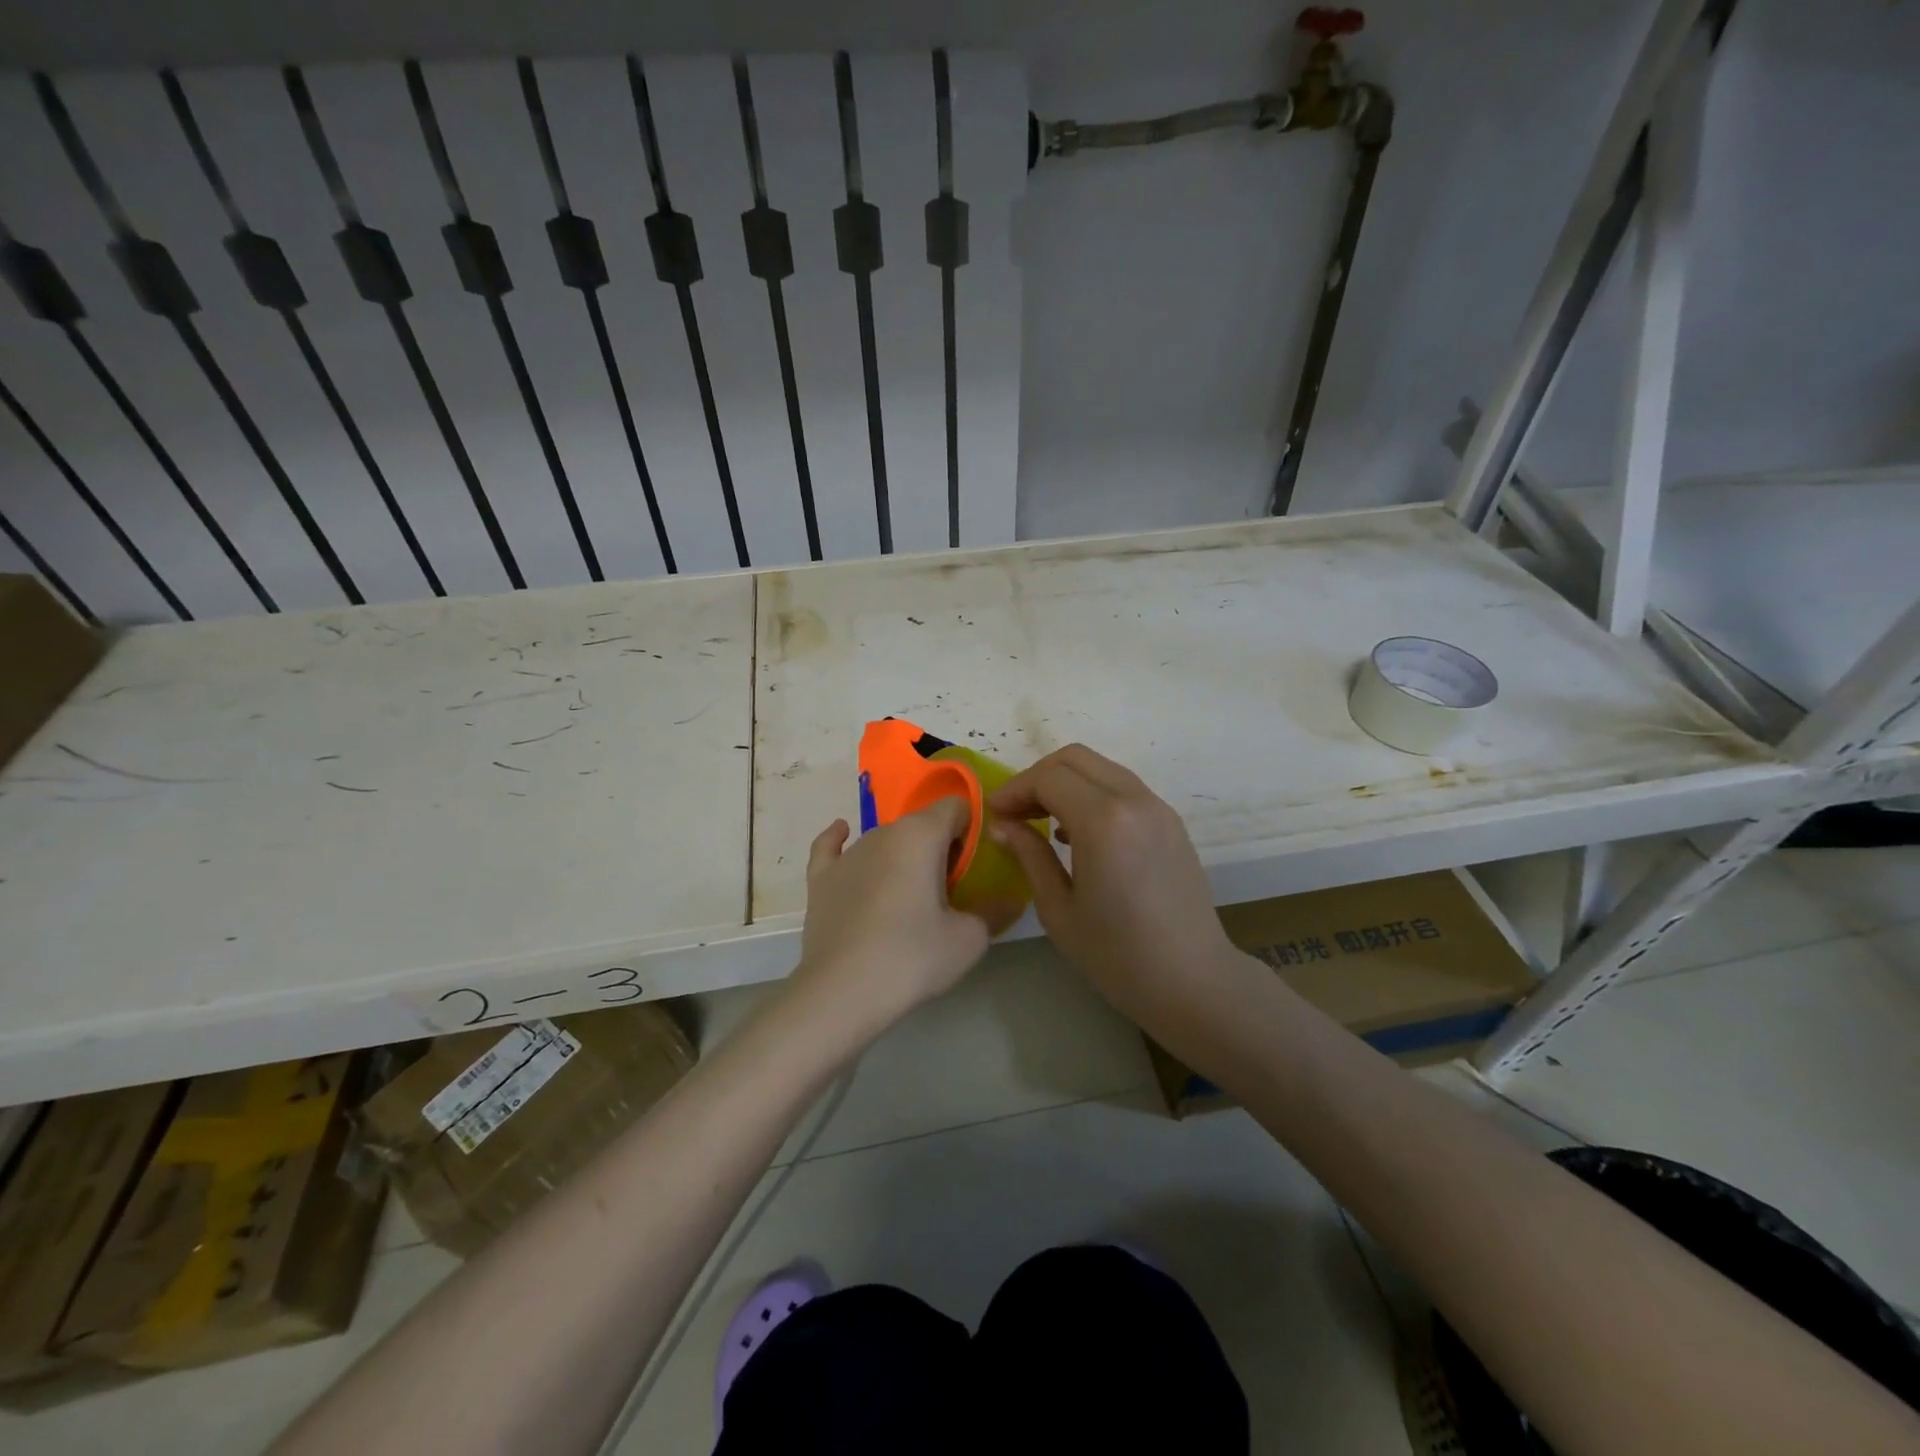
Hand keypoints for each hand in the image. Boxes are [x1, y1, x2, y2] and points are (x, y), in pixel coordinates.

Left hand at [786, 798, 1010, 1045]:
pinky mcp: (820, 879)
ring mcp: (848, 855)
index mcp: (920, 835)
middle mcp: (882, 833)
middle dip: (939, 847)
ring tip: (910, 895)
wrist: (840, 994)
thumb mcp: (969, 939)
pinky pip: (831, 846)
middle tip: (951, 890)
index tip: (978, 861)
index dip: (971, 828)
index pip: (955, 807)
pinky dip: (841, 839)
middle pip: (921, 825)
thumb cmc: (911, 958)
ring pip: (885, 840)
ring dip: (902, 855)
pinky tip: (843, 833)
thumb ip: (994, 911)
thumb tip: (1010, 899)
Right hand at [987, 744, 1239, 1018]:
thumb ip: (1029, 856)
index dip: (1014, 789)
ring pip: (1101, 768)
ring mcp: (1158, 808)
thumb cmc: (1117, 955)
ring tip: (1041, 821)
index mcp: (1103, 821)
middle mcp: (1134, 800)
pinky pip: (1123, 788)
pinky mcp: (1170, 822)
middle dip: (1037, 777)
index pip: (1048, 778)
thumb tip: (1003, 826)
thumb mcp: (1059, 909)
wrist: (1194, 982)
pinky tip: (1077, 833)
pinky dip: (1092, 793)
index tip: (993, 814)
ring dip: (1066, 782)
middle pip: (1075, 758)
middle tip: (1015, 812)